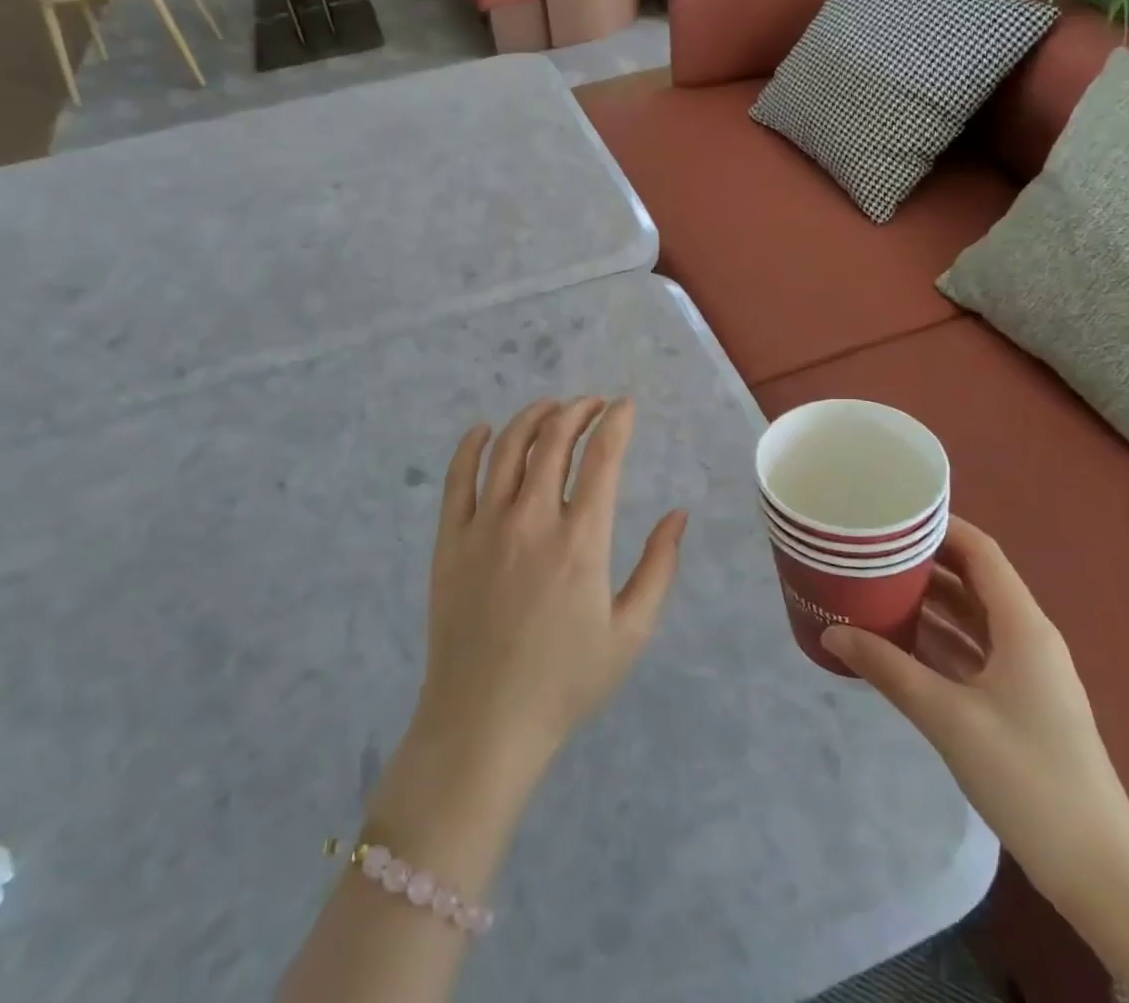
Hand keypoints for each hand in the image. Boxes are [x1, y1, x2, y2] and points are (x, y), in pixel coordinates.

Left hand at [411, 397, 688, 786]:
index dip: (617, 422)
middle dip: (578, 411)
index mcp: (580, 541)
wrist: (484, 723)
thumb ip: (659, 567)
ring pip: (508, 448)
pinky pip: (457, 477)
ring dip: (533, 417)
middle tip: (593, 405)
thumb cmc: (565, 682)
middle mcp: (531, 520)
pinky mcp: (450, 540)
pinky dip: (471, 445)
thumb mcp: (631, 633)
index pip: (602, 458)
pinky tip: (484, 429)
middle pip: (554, 440)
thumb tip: (678, 514)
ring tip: (551, 408)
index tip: (626, 406)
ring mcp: (484, 526)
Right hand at [820, 518, 1128, 931]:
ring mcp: (1025, 672)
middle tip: (870, 547)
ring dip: (928, 600)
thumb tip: (830, 633)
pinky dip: (937, 638)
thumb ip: (887, 669)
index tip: (891, 513)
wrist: (1099, 872)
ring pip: (971, 616)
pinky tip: (896, 639)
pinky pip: (971, 651)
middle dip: (924, 561)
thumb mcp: (948, 717)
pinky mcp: (1018, 702)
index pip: (981, 552)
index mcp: (1023, 627)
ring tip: (873, 583)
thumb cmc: (1028, 777)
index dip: (940, 526)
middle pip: (973, 579)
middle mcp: (1027, 638)